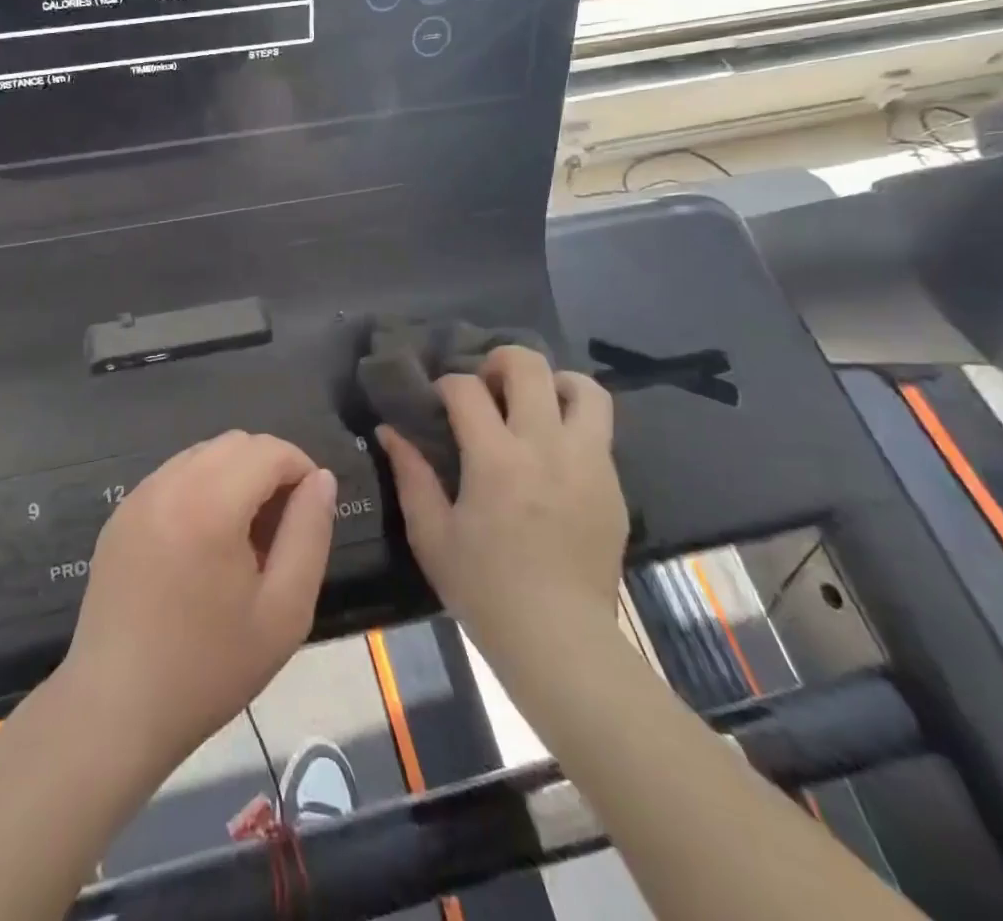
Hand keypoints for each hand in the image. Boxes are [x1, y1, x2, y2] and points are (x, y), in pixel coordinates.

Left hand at [59, 431, 336, 772]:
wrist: (116, 708)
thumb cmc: (209, 668)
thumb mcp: (285, 611)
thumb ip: (310, 533)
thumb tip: (321, 479)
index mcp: (210, 503)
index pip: (269, 450)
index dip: (301, 469)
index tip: (310, 513)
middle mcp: (169, 483)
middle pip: (235, 443)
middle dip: (269, 469)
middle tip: (279, 530)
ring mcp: (138, 495)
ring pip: (202, 454)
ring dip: (234, 476)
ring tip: (242, 539)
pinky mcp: (120, 513)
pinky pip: (172, 477)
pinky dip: (200, 488)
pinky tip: (202, 545)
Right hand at [379, 346, 624, 656]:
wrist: (561, 641)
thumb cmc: (485, 589)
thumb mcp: (431, 535)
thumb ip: (410, 475)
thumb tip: (389, 431)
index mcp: (496, 459)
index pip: (466, 388)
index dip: (445, 385)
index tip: (438, 403)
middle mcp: (546, 447)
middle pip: (529, 367)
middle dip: (499, 362)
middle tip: (485, 386)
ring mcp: (587, 463)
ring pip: (583, 388)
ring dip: (552, 383)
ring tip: (532, 405)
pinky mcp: (613, 484)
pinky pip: (599, 429)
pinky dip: (573, 421)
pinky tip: (551, 451)